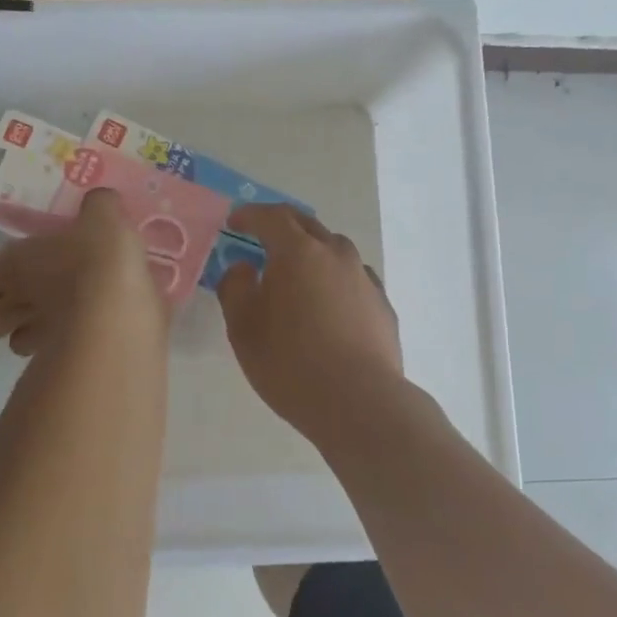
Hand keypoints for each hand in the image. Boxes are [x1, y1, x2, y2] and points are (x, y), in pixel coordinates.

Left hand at [0, 189, 167, 356]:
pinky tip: (89, 341)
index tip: (22, 269)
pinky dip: (65, 354)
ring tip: (60, 326)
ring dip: (32, 337)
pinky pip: (53, 362)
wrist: (119, 311)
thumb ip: (99, 207)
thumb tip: (100, 202)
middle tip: (31, 305)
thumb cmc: (100, 257)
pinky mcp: (61, 364)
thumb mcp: (105, 216)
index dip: (1, 273)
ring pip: (17, 345)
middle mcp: (17, 302)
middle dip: (1, 316)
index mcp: (16, 263)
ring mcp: (36, 339)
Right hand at [216, 205, 402, 437]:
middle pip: (306, 225)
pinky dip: (334, 280)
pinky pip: (352, 279)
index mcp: (298, 251)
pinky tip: (328, 306)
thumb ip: (235, 287)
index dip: (249, 215)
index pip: (271, 217)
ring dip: (311, 253)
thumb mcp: (242, 326)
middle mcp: (336, 253)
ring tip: (296, 275)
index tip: (234, 222)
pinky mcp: (382, 305)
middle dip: (281, 226)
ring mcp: (364, 278)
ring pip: (334, 250)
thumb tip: (243, 268)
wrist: (358, 401)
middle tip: (262, 238)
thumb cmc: (289, 361)